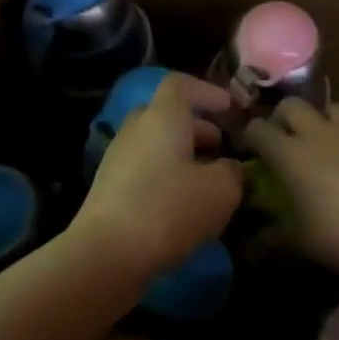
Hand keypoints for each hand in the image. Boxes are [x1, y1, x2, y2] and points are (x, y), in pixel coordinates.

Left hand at [73, 74, 243, 276]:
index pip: (180, 85)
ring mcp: (117, 159)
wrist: (106, 254)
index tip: (229, 109)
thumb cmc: (169, 209)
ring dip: (183, 156)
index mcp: (162, 117)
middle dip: (197, 128)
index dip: (207, 91)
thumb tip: (228, 168)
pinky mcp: (109, 189)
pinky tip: (183, 208)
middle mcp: (136, 129)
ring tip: (208, 183)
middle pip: (167, 115)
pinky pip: (144, 171)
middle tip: (222, 149)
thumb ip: (232, 172)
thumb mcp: (221, 190)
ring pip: (156, 145)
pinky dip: (166, 178)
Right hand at [243, 100, 338, 273]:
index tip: (247, 150)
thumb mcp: (303, 243)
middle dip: (281, 118)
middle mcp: (318, 133)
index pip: (258, 129)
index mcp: (291, 153)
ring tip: (319, 145)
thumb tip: (253, 240)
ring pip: (328, 108)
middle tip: (282, 140)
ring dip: (318, 120)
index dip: (249, 137)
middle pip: (292, 105)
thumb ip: (273, 238)